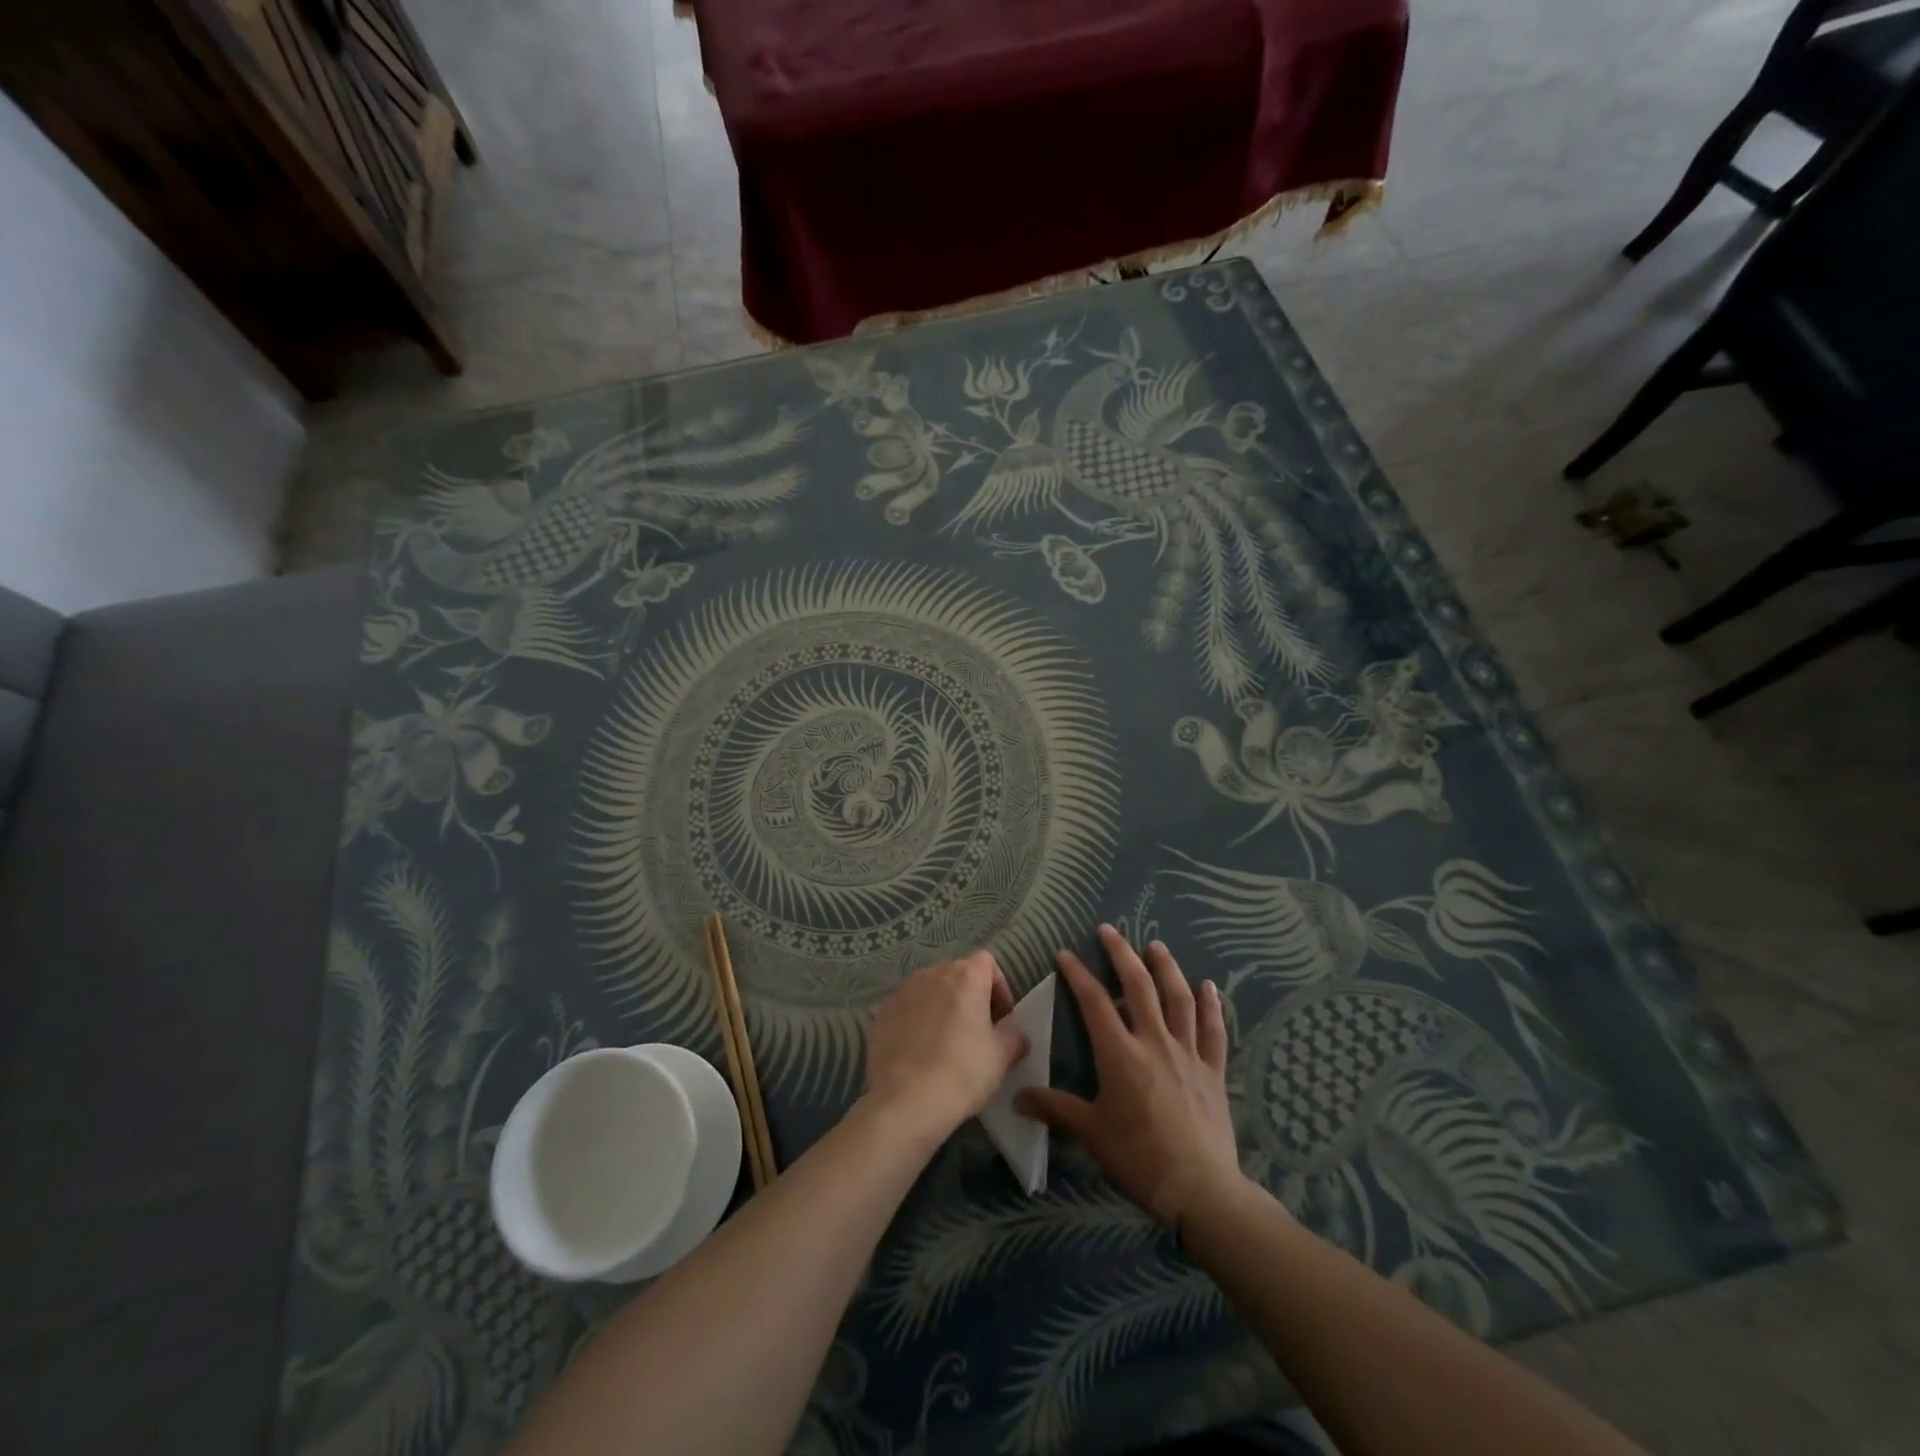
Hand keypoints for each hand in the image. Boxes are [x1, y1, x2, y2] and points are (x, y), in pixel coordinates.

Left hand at [864, 951, 1029, 1143]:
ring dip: (941, 1007)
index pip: (987, 962)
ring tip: (945, 1042)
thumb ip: (1014, 1037)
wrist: (905, 1101)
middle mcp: (932, 974)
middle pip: (957, 974)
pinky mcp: (880, 1013)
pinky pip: (906, 1009)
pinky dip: (916, 1021)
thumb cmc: (962, 1072)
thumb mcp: (1001, 1057)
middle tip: (977, 1031)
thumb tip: (1015, 1034)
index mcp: (965, 976)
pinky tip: (919, 1052)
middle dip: (970, 997)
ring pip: (930, 990)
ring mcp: (902, 991)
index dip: (998, 987)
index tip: (1001, 1018)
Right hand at [1017, 925, 1244, 1228]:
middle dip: (1121, 954)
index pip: (1093, 1002)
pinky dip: (1212, 1005)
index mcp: (1120, 1053)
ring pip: (1178, 998)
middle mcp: (1154, 1042)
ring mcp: (1188, 1053)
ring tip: (1156, 946)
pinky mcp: (1213, 1070)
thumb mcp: (1090, 1133)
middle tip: (1109, 930)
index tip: (1065, 954)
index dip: (1077, 974)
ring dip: (1166, 968)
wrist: (1200, 1189)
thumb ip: (1055, 1109)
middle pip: (1138, 986)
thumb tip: (1016, 1097)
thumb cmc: (1138, 1158)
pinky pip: (1214, 1030)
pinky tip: (1210, 986)